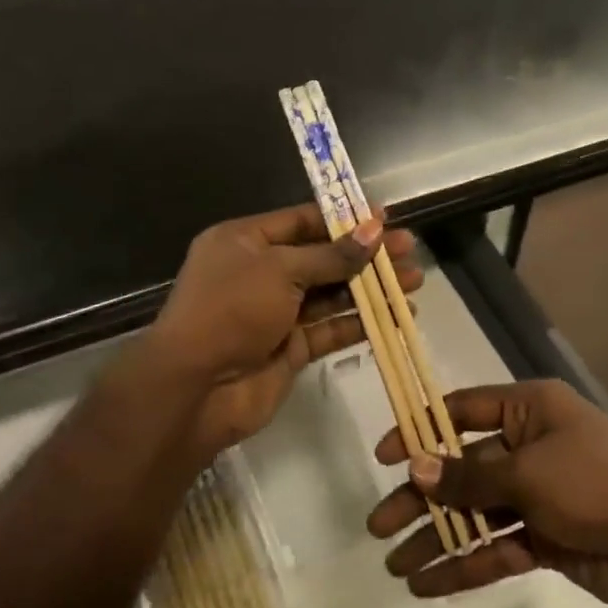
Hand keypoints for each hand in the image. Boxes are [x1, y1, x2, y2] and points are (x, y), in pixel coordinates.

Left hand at [134, 203, 422, 455]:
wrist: (194, 389)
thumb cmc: (231, 310)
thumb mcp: (281, 270)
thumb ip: (332, 254)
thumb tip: (375, 229)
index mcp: (246, 241)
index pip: (302, 221)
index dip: (344, 218)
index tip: (385, 217)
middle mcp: (261, 272)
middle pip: (323, 256)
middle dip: (366, 254)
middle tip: (410, 249)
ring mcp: (276, 312)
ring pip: (332, 293)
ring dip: (371, 288)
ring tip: (414, 281)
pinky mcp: (290, 347)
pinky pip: (331, 328)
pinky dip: (361, 322)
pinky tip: (398, 316)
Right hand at [365, 378, 607, 607]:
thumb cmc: (598, 484)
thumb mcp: (530, 474)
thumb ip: (471, 475)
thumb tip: (416, 467)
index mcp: (529, 411)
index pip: (464, 411)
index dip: (422, 431)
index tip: (385, 457)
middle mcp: (530, 446)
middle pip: (463, 468)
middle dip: (422, 496)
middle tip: (378, 527)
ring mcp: (538, 495)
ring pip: (476, 512)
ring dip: (438, 537)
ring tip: (395, 565)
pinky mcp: (547, 538)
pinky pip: (498, 546)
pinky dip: (466, 564)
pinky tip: (428, 584)